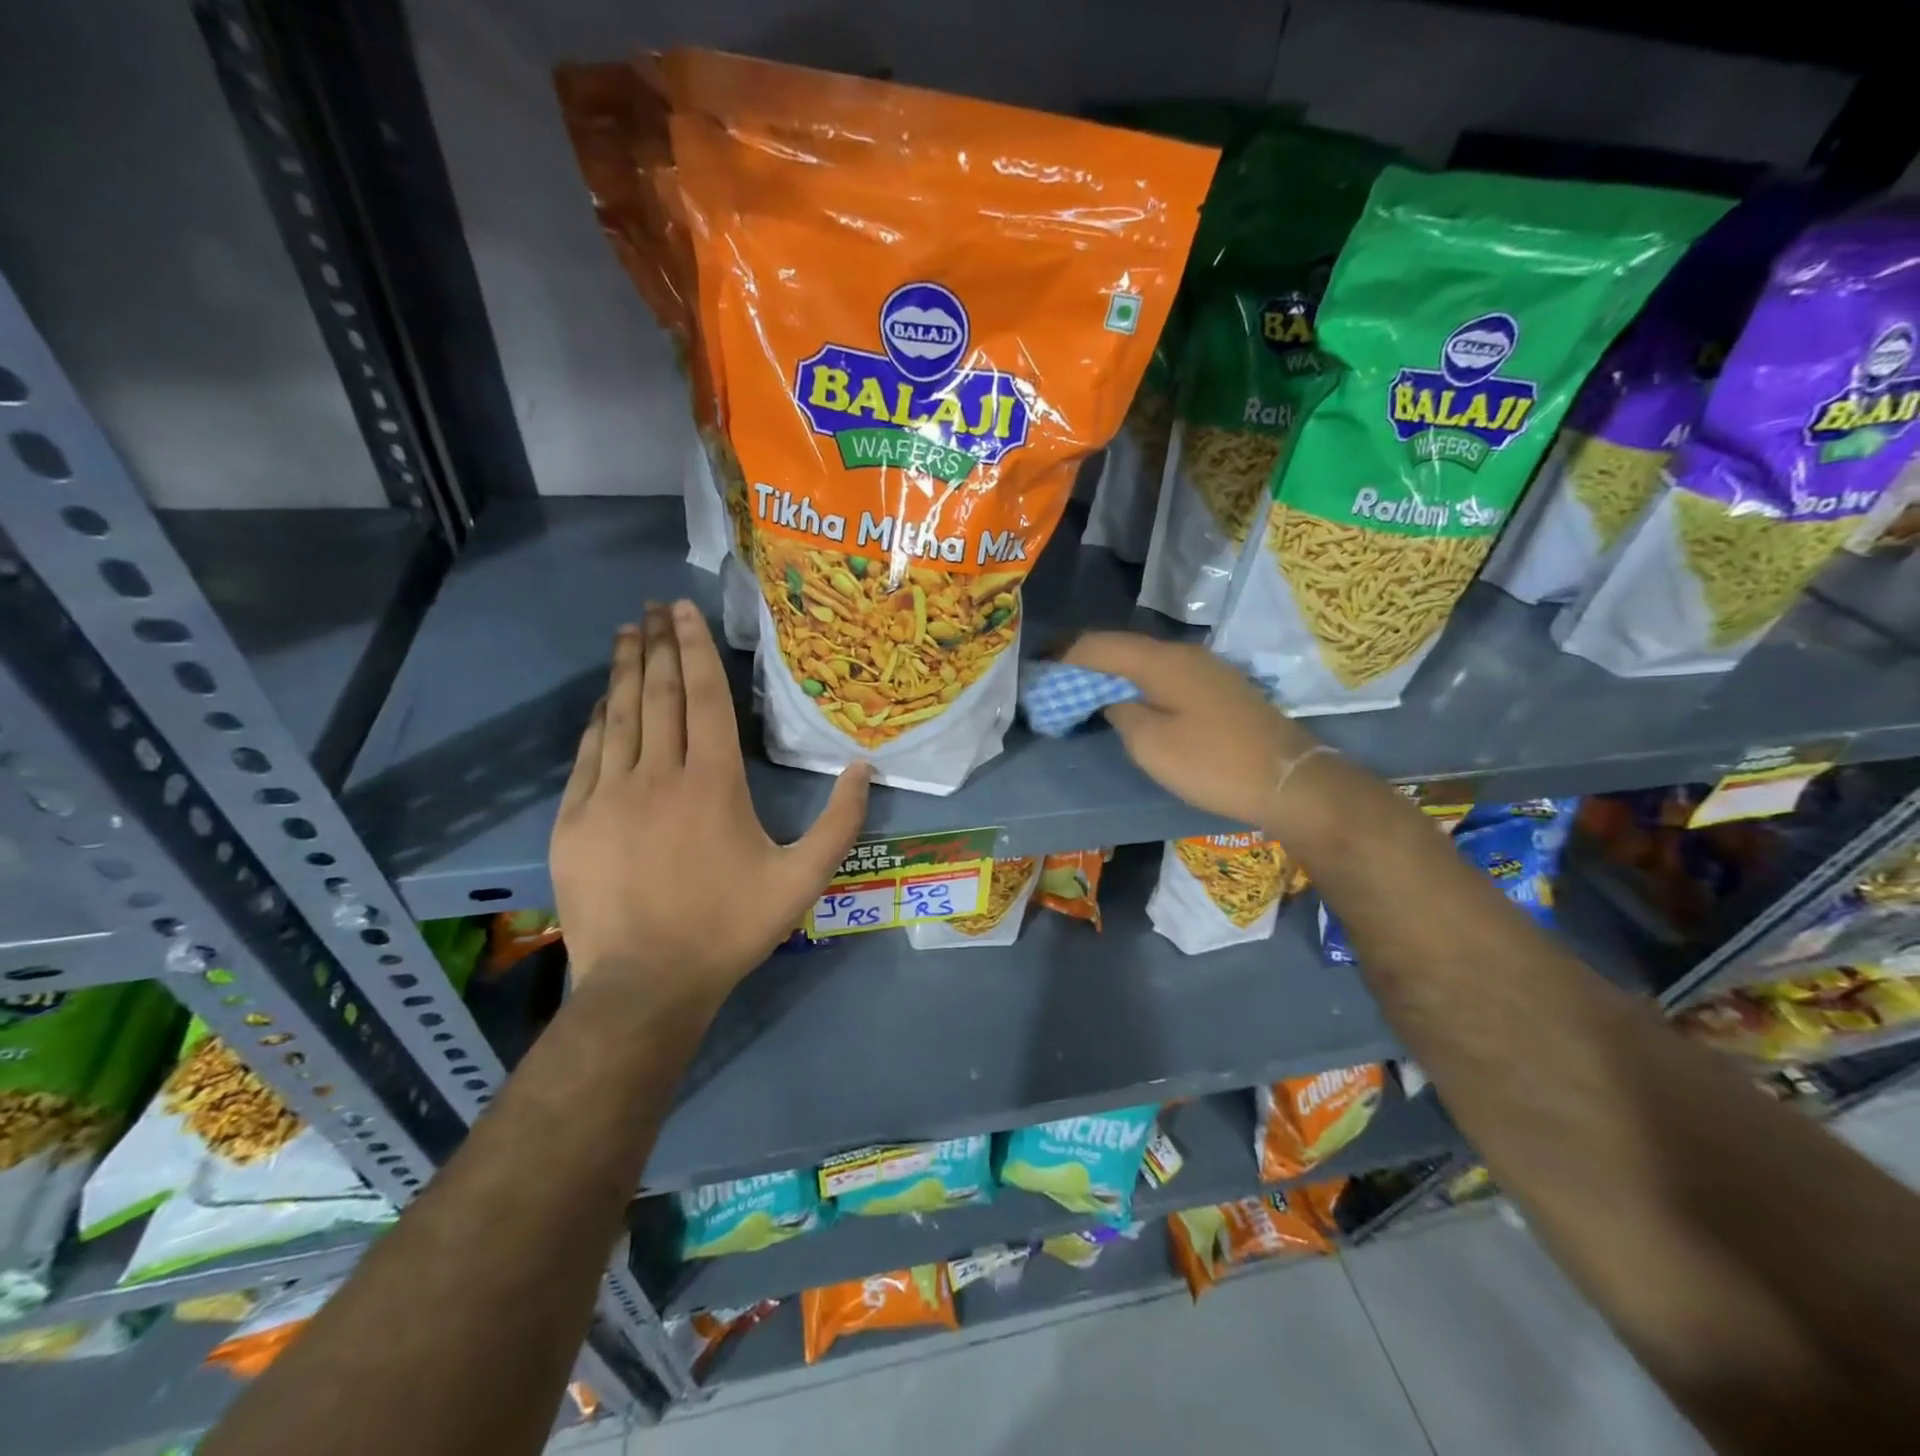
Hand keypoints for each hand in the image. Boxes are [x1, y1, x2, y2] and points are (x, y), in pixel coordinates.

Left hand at [551, 603, 870, 1002]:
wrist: (646, 984)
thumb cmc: (730, 927)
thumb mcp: (803, 879)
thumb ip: (839, 822)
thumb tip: (863, 768)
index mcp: (713, 783)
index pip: (704, 697)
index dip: (695, 648)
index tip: (682, 610)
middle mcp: (658, 775)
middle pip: (659, 695)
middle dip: (658, 645)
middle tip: (653, 608)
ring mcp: (609, 795)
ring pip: (619, 716)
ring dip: (626, 670)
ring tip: (627, 633)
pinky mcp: (574, 820)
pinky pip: (588, 755)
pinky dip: (598, 720)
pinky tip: (604, 701)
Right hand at [1061, 632, 1318, 829]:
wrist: (1288, 780)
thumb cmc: (1212, 763)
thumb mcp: (1151, 745)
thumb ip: (1121, 713)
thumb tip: (1113, 699)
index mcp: (1161, 661)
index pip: (1099, 645)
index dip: (1063, 652)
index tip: (1034, 663)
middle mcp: (1183, 653)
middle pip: (1122, 646)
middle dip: (1084, 659)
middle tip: (1051, 676)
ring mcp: (1205, 668)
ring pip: (1144, 659)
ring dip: (1110, 670)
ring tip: (1080, 686)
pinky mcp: (1218, 687)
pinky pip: (1164, 673)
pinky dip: (1135, 681)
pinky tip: (1125, 697)